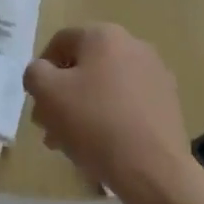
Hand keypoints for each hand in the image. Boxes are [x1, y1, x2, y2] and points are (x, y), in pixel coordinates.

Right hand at [24, 24, 194, 202]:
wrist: (153, 169)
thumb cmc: (94, 122)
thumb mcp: (47, 93)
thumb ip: (35, 73)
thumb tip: (42, 72)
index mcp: (103, 35)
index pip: (60, 42)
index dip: (42, 70)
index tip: (37, 101)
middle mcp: (133, 45)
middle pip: (85, 67)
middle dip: (63, 95)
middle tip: (50, 127)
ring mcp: (155, 74)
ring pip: (106, 87)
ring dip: (84, 108)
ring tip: (72, 143)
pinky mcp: (168, 102)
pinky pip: (129, 103)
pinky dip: (112, 117)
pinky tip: (103, 146)